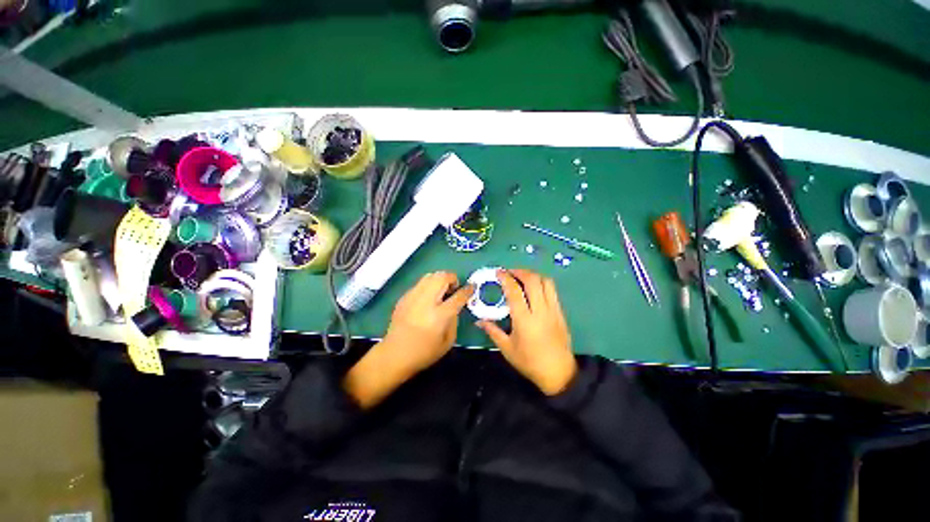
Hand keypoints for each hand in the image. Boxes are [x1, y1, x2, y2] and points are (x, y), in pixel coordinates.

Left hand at [344, 272, 472, 407]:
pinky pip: (420, 283)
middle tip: (453, 289)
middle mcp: (426, 302)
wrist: (394, 355)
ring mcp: (413, 297)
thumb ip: (454, 320)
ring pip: (430, 275)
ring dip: (440, 279)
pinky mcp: (404, 297)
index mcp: (439, 316)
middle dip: (452, 278)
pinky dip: (428, 286)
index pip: (458, 296)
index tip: (472, 286)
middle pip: (442, 277)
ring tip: (441, 291)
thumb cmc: (424, 352)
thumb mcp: (448, 341)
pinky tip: (428, 298)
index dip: (468, 289)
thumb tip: (455, 306)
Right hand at [476, 269, 576, 395]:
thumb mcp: (507, 348)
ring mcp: (553, 310)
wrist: (558, 373)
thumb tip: (479, 321)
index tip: (498, 272)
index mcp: (524, 319)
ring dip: (533, 275)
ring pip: (546, 282)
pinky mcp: (561, 312)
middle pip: (533, 280)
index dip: (506, 278)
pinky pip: (552, 290)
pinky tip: (534, 288)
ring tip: (522, 277)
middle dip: (520, 271)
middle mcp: (540, 310)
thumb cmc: (529, 362)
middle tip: (509, 272)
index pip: (514, 291)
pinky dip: (542, 283)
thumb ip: (492, 331)